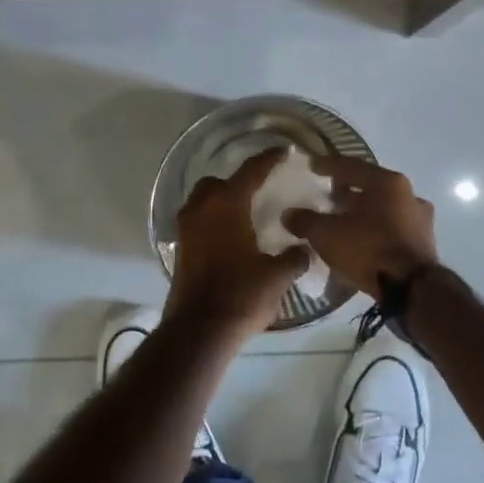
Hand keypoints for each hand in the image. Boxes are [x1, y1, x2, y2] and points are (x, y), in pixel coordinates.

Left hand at [166, 146, 309, 338]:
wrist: (199, 331)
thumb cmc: (241, 295)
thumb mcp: (277, 276)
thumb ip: (294, 257)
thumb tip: (303, 249)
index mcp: (228, 204)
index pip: (251, 171)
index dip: (269, 159)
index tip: (283, 151)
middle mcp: (202, 209)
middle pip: (218, 183)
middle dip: (237, 183)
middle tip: (259, 193)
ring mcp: (186, 229)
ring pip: (203, 203)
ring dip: (221, 204)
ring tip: (245, 217)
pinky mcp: (180, 250)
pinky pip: (198, 224)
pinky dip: (213, 224)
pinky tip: (231, 240)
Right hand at [283, 157, 437, 293]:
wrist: (412, 290)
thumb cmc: (369, 249)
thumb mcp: (327, 234)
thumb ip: (306, 221)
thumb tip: (288, 214)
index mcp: (388, 182)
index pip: (352, 166)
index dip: (328, 165)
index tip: (312, 165)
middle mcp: (409, 194)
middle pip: (371, 187)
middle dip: (347, 192)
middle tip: (327, 197)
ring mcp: (420, 219)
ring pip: (384, 209)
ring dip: (363, 213)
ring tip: (341, 222)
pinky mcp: (424, 243)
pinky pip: (393, 229)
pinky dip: (375, 230)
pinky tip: (360, 242)